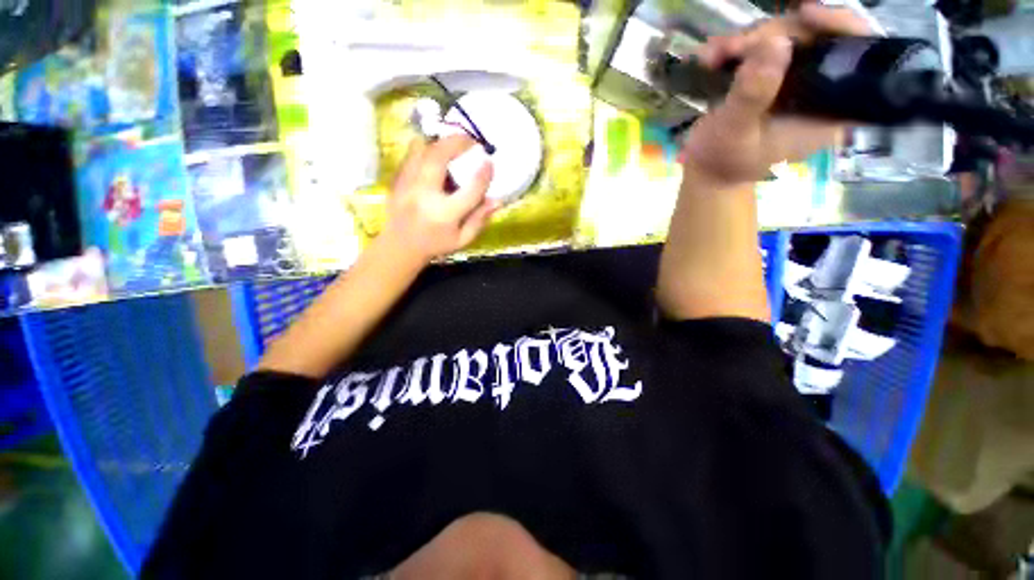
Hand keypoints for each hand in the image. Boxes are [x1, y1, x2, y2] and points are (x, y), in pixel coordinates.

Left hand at [382, 134, 497, 262]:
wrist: (400, 246)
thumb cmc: (435, 244)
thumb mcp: (463, 239)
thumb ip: (480, 219)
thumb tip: (497, 200)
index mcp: (445, 214)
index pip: (470, 190)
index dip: (483, 175)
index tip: (490, 163)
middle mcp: (425, 195)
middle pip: (439, 158)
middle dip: (457, 143)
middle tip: (471, 141)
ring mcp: (407, 185)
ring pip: (422, 150)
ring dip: (440, 142)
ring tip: (454, 144)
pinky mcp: (397, 180)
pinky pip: (411, 155)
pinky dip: (426, 148)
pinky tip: (436, 153)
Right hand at [682, 3, 872, 186]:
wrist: (706, 171)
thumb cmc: (722, 162)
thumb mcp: (734, 132)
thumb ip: (754, 94)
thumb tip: (776, 43)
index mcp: (828, 113)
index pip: (860, 62)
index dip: (842, 27)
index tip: (806, 15)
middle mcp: (821, 93)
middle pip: (819, 39)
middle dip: (776, 35)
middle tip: (736, 48)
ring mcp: (799, 84)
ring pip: (791, 37)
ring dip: (750, 39)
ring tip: (716, 56)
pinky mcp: (777, 81)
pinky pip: (768, 48)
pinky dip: (740, 48)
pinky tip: (716, 58)